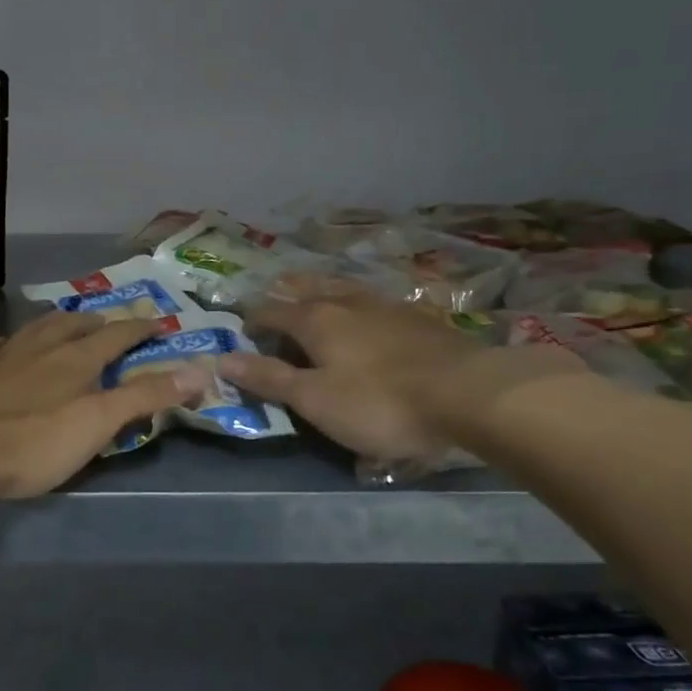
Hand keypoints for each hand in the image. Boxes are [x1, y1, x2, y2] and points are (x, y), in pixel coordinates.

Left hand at [0, 312, 209, 508]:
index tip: (157, 321)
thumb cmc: (33, 442)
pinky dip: (17, 340)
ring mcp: (4, 354)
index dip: (139, 327)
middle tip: (112, 324)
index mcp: (76, 358)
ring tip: (68, 322)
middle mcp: (42, 345)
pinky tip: (12, 344)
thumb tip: (200, 370)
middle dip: (100, 321)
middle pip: (76, 323)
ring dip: (60, 321)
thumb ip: (145, 396)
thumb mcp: (98, 424)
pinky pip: (2, 343)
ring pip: (39, 326)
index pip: (117, 334)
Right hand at [221, 284, 584, 465]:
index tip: (243, 331)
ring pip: (345, 289)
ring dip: (323, 290)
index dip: (253, 320)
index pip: (272, 312)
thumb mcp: (315, 400)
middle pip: (309, 289)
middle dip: (287, 292)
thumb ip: (269, 378)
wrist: (469, 393)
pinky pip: (376, 302)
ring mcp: (387, 306)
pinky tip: (370, 313)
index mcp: (316, 320)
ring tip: (317, 293)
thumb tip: (222, 359)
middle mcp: (348, 302)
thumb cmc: (380, 402)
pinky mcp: (420, 319)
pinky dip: (359, 303)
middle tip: (275, 295)